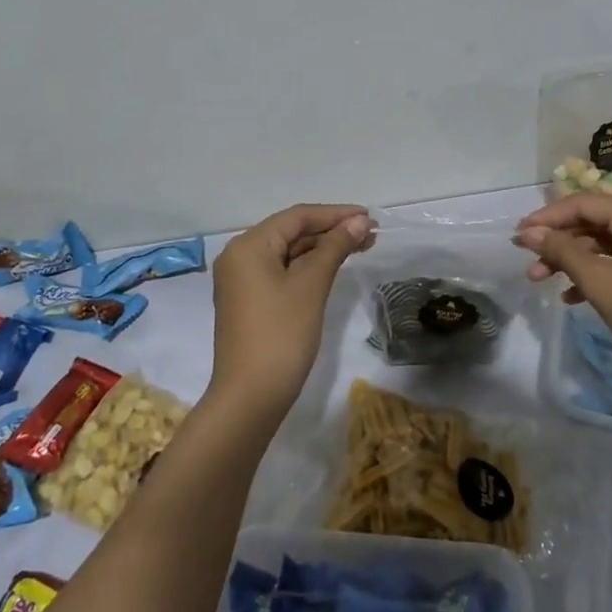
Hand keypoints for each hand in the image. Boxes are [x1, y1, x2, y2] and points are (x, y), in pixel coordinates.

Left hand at [211, 203, 371, 417]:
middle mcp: (240, 256)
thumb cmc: (281, 334)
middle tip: (371, 234)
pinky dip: (308, 267)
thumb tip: (360, 221)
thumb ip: (335, 247)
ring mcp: (242, 280)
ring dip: (322, 248)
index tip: (370, 217)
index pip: (297, 217)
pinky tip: (333, 267)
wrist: (250, 397)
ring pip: (287, 252)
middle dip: (331, 230)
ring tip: (361, 247)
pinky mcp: (249, 301)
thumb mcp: (311, 285)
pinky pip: (281, 271)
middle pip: (291, 232)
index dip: (335, 214)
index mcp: (248, 245)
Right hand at [514, 194, 611, 385]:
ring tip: (540, 280)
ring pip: (602, 243)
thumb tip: (527, 232)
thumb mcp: (599, 280)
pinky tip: (571, 296)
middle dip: (558, 242)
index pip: (585, 203)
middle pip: (593, 221)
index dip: (548, 217)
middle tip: (528, 262)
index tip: (518, 235)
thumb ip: (561, 251)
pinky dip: (593, 273)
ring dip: (571, 260)